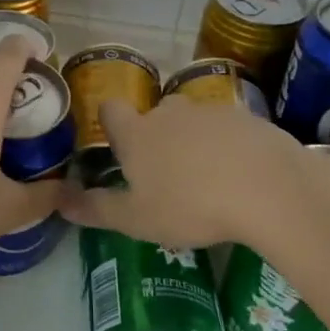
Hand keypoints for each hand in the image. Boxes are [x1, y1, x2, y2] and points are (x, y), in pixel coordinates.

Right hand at [57, 98, 329, 250]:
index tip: (117, 146)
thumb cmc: (191, 206)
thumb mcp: (137, 220)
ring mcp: (211, 111)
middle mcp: (170, 113)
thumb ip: (97, 209)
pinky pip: (229, 128)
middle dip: (156, 135)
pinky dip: (229, 145)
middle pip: (155, 114)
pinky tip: (241, 175)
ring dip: (194, 140)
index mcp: (137, 133)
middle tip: (166, 173)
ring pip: (193, 120)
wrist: (269, 188)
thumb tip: (60, 201)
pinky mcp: (249, 118)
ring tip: (208, 178)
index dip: (110, 123)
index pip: (111, 110)